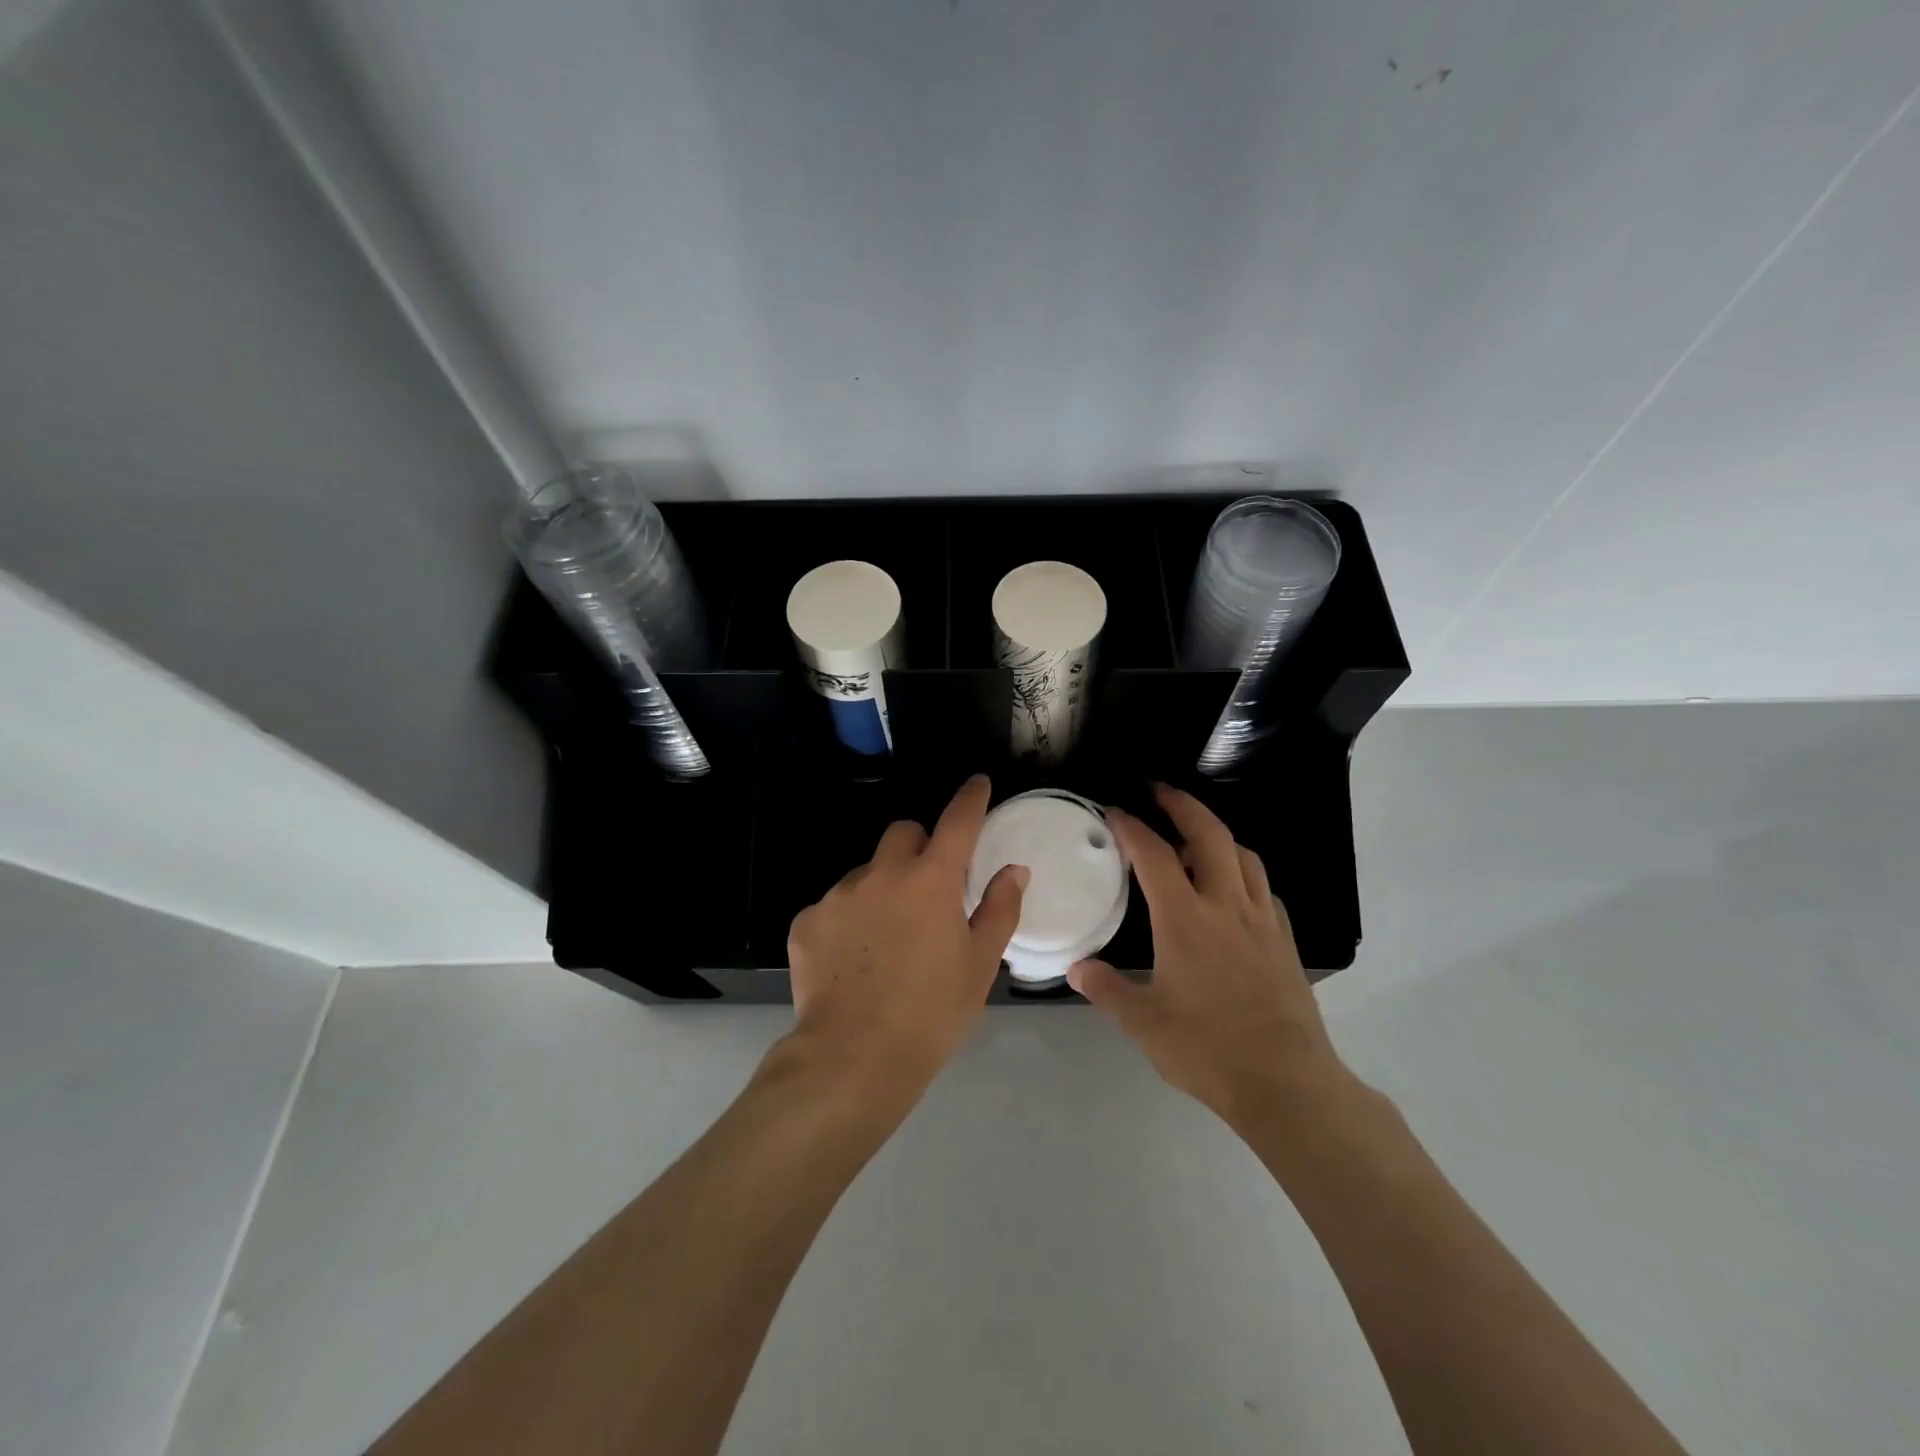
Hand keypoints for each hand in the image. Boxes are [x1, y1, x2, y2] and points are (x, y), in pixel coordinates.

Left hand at [784, 774, 1027, 1100]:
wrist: (852, 1059)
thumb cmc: (931, 1013)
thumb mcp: (979, 965)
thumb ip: (1000, 909)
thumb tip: (1013, 870)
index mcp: (931, 880)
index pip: (957, 821)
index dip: (970, 798)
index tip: (977, 784)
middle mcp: (882, 874)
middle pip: (903, 834)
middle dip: (919, 848)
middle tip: (928, 888)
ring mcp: (838, 895)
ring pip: (866, 872)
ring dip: (881, 889)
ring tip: (886, 941)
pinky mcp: (807, 921)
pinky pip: (835, 906)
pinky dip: (849, 921)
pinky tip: (853, 962)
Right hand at [1069, 784, 1350, 1127]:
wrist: (1286, 1082)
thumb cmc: (1207, 1049)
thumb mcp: (1144, 1024)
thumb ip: (1107, 990)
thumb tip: (1077, 969)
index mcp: (1185, 919)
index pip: (1154, 855)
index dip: (1131, 827)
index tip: (1114, 812)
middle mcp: (1226, 906)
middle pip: (1209, 834)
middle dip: (1182, 804)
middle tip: (1160, 792)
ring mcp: (1261, 920)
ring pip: (1243, 855)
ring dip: (1217, 834)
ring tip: (1196, 837)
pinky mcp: (1284, 939)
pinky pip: (1263, 887)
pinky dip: (1242, 872)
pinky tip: (1232, 889)